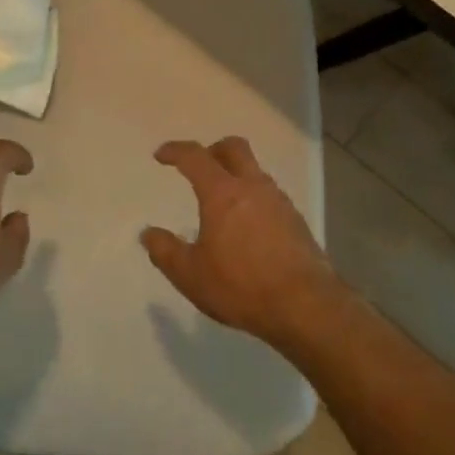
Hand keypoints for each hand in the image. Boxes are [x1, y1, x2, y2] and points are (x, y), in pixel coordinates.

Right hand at [141, 137, 340, 342]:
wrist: (306, 306)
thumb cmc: (241, 286)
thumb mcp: (190, 275)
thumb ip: (166, 251)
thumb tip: (149, 234)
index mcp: (223, 193)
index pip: (195, 157)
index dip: (175, 151)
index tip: (161, 156)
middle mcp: (253, 187)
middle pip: (234, 148)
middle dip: (212, 150)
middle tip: (198, 167)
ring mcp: (279, 202)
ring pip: (255, 171)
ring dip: (236, 176)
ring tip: (221, 203)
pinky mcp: (296, 221)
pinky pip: (269, 196)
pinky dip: (253, 199)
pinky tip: (247, 228)